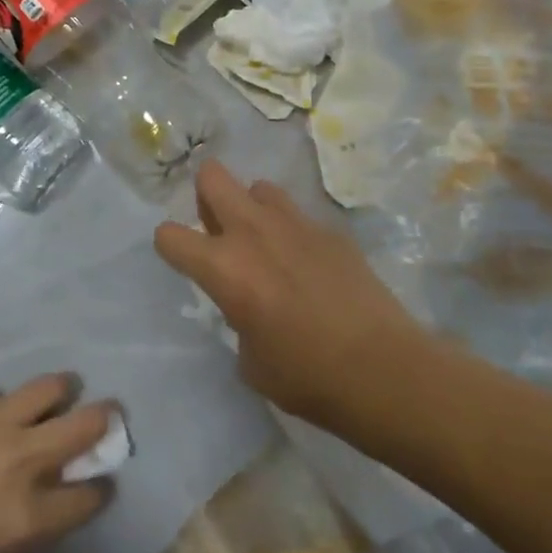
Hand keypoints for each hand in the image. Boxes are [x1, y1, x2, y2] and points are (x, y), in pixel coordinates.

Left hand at [0, 375, 114, 552]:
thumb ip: (10, 524)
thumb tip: (33, 495)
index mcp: (22, 518)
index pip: (89, 495)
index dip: (96, 489)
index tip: (96, 483)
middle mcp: (19, 461)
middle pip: (88, 422)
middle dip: (102, 421)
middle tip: (100, 421)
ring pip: (51, 387)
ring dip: (58, 395)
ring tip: (52, 400)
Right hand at [153, 160, 424, 425]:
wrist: (381, 367)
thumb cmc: (306, 376)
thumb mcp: (251, 359)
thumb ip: (238, 318)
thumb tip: (249, 306)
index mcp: (224, 267)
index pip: (170, 235)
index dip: (170, 245)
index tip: (182, 259)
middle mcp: (253, 232)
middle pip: (213, 176)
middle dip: (206, 195)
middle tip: (218, 228)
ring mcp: (296, 223)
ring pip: (259, 187)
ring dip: (253, 208)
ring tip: (266, 244)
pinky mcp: (330, 229)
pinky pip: (299, 216)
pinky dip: (293, 232)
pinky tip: (309, 266)